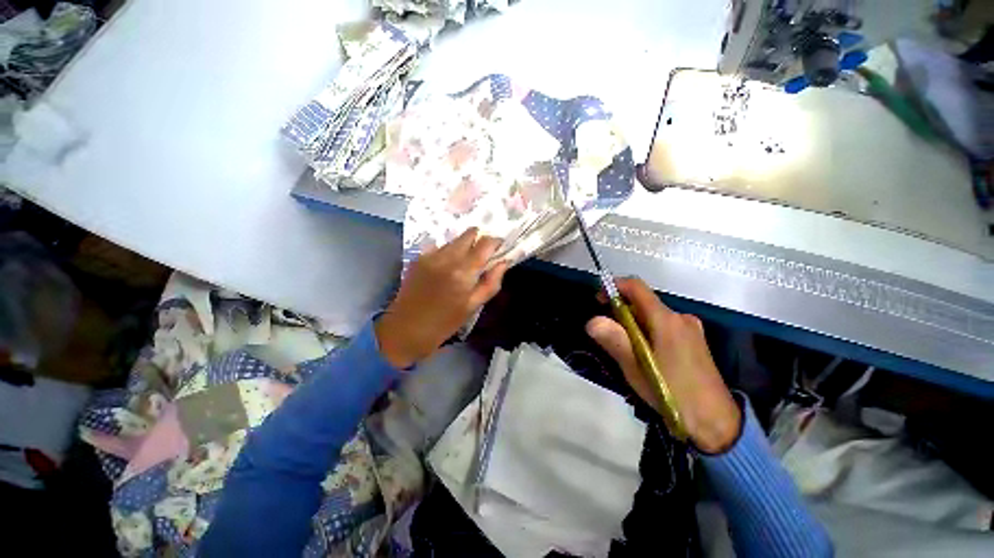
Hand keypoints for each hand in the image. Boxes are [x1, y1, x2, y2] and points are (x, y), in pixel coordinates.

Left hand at [375, 228, 508, 368]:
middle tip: (484, 253)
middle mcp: (446, 257)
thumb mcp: (473, 306)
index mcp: (463, 272)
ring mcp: (430, 255)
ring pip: (454, 239)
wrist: (404, 330)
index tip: (500, 247)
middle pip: (469, 234)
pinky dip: (449, 251)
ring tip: (465, 262)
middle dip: (480, 239)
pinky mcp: (418, 258)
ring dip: (464, 245)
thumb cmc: (444, 323)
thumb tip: (504, 262)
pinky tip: (447, 267)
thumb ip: (491, 282)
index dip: (495, 242)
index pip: (485, 244)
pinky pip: (440, 247)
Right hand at [586, 277, 741, 452]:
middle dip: (621, 310)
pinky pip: (663, 325)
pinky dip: (647, 331)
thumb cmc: (672, 391)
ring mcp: (690, 328)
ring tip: (625, 348)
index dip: (614, 286)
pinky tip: (644, 354)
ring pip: (653, 315)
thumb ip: (614, 340)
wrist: (716, 422)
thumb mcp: (636, 367)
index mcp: (666, 319)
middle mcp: (680, 317)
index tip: (598, 299)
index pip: (636, 286)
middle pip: (643, 302)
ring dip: (633, 323)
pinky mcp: (694, 340)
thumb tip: (592, 321)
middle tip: (608, 332)